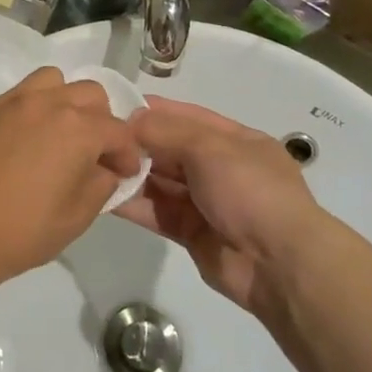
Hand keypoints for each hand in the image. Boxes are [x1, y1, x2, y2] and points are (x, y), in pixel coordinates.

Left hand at [0, 68, 143, 293]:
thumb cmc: (22, 231)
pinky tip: (24, 138)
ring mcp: (11, 102)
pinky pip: (18, 94)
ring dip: (65, 101)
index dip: (127, 154)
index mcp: (77, 129)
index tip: (123, 173)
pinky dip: (32, 107)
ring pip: (52, 80)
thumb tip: (105, 168)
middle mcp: (47, 104)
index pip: (119, 130)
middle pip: (90, 93)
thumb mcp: (77, 217)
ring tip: (59, 132)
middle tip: (94, 152)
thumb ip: (101, 184)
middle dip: (101, 120)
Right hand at [116, 97, 336, 311]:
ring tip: (94, 166)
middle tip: (95, 139)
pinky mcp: (191, 232)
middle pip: (170, 149)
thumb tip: (129, 120)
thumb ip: (165, 131)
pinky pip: (156, 212)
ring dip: (131, 174)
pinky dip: (132, 204)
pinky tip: (102, 196)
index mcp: (236, 141)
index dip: (152, 110)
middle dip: (137, 143)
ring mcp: (206, 202)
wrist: (278, 264)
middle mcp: (221, 168)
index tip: (113, 106)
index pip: (187, 117)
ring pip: (160, 182)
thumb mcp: (210, 148)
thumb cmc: (250, 192)